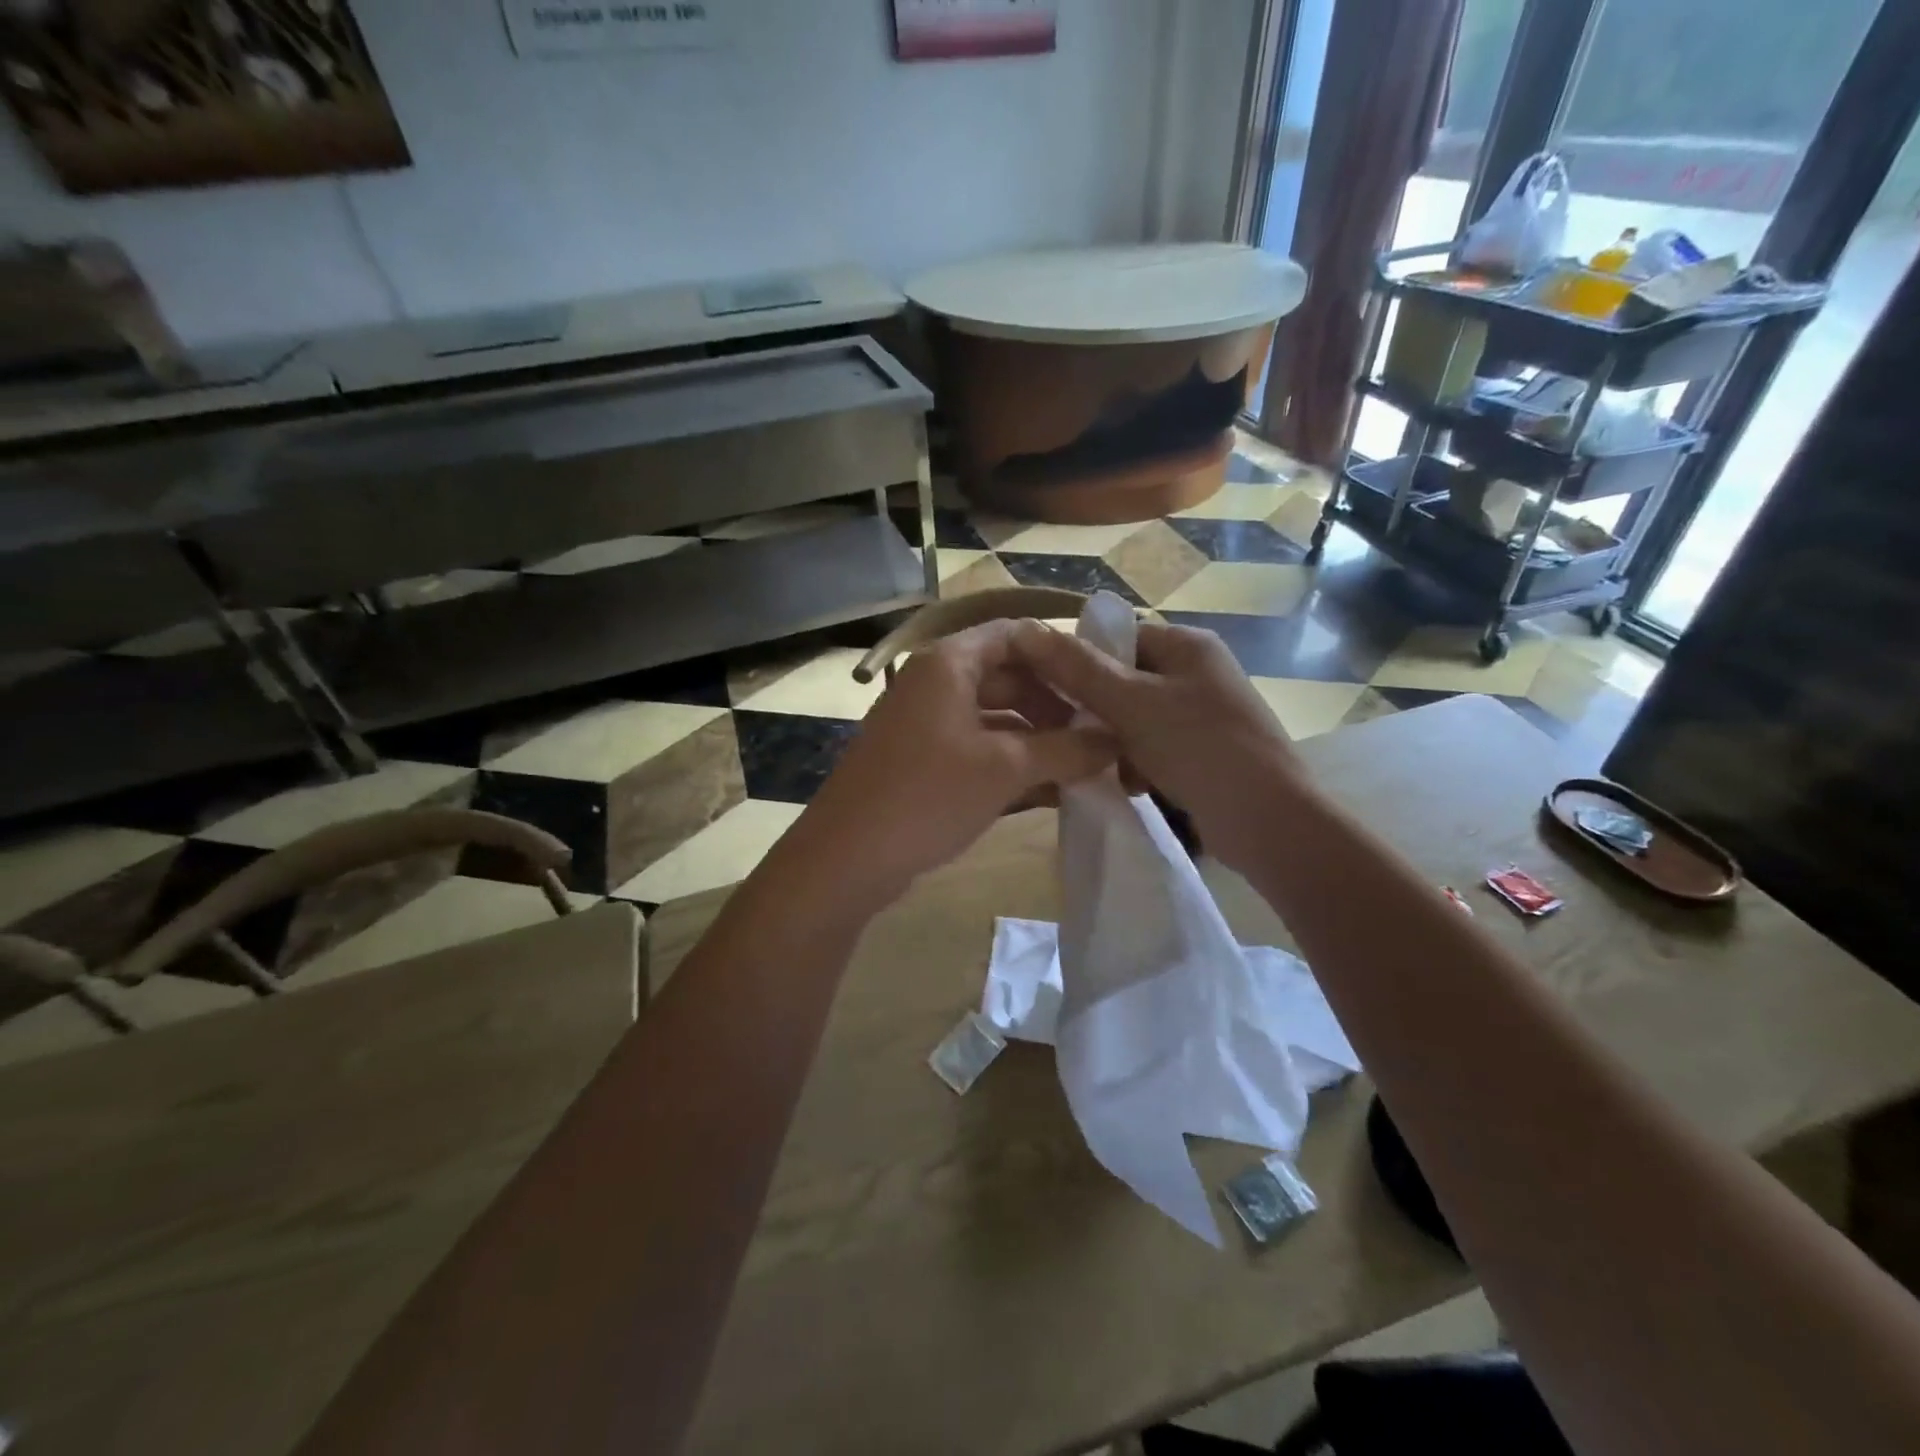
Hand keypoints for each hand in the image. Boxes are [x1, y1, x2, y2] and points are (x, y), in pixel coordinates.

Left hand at [784, 621, 1115, 909]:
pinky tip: (1049, 791)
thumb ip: (1066, 750)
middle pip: (1008, 676)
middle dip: (1055, 705)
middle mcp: (934, 683)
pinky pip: (977, 748)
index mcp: (949, 663)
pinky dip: (1011, 763)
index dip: (1062, 655)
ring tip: (1084, 767)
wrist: (846, 858)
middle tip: (1098, 736)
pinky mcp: (921, 761)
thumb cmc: (927, 795)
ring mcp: (924, 723)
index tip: (1101, 685)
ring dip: (1038, 739)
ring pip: (994, 717)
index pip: (1016, 635)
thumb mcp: (1005, 769)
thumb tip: (1115, 742)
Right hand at [1011, 619, 1300, 870]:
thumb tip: (1027, 630)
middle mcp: (1198, 671)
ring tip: (1113, 768)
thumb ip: (1079, 669)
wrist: (1268, 821)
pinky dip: (1139, 763)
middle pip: (1125, 680)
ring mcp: (1205, 713)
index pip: (1118, 637)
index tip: (1053, 696)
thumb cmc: (1200, 748)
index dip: (1081, 662)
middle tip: (1079, 738)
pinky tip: (1136, 786)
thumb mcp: (1131, 704)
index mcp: (1187, 645)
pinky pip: (1155, 746)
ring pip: (1135, 718)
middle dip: (1099, 712)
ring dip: (1116, 743)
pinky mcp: (1206, 751)